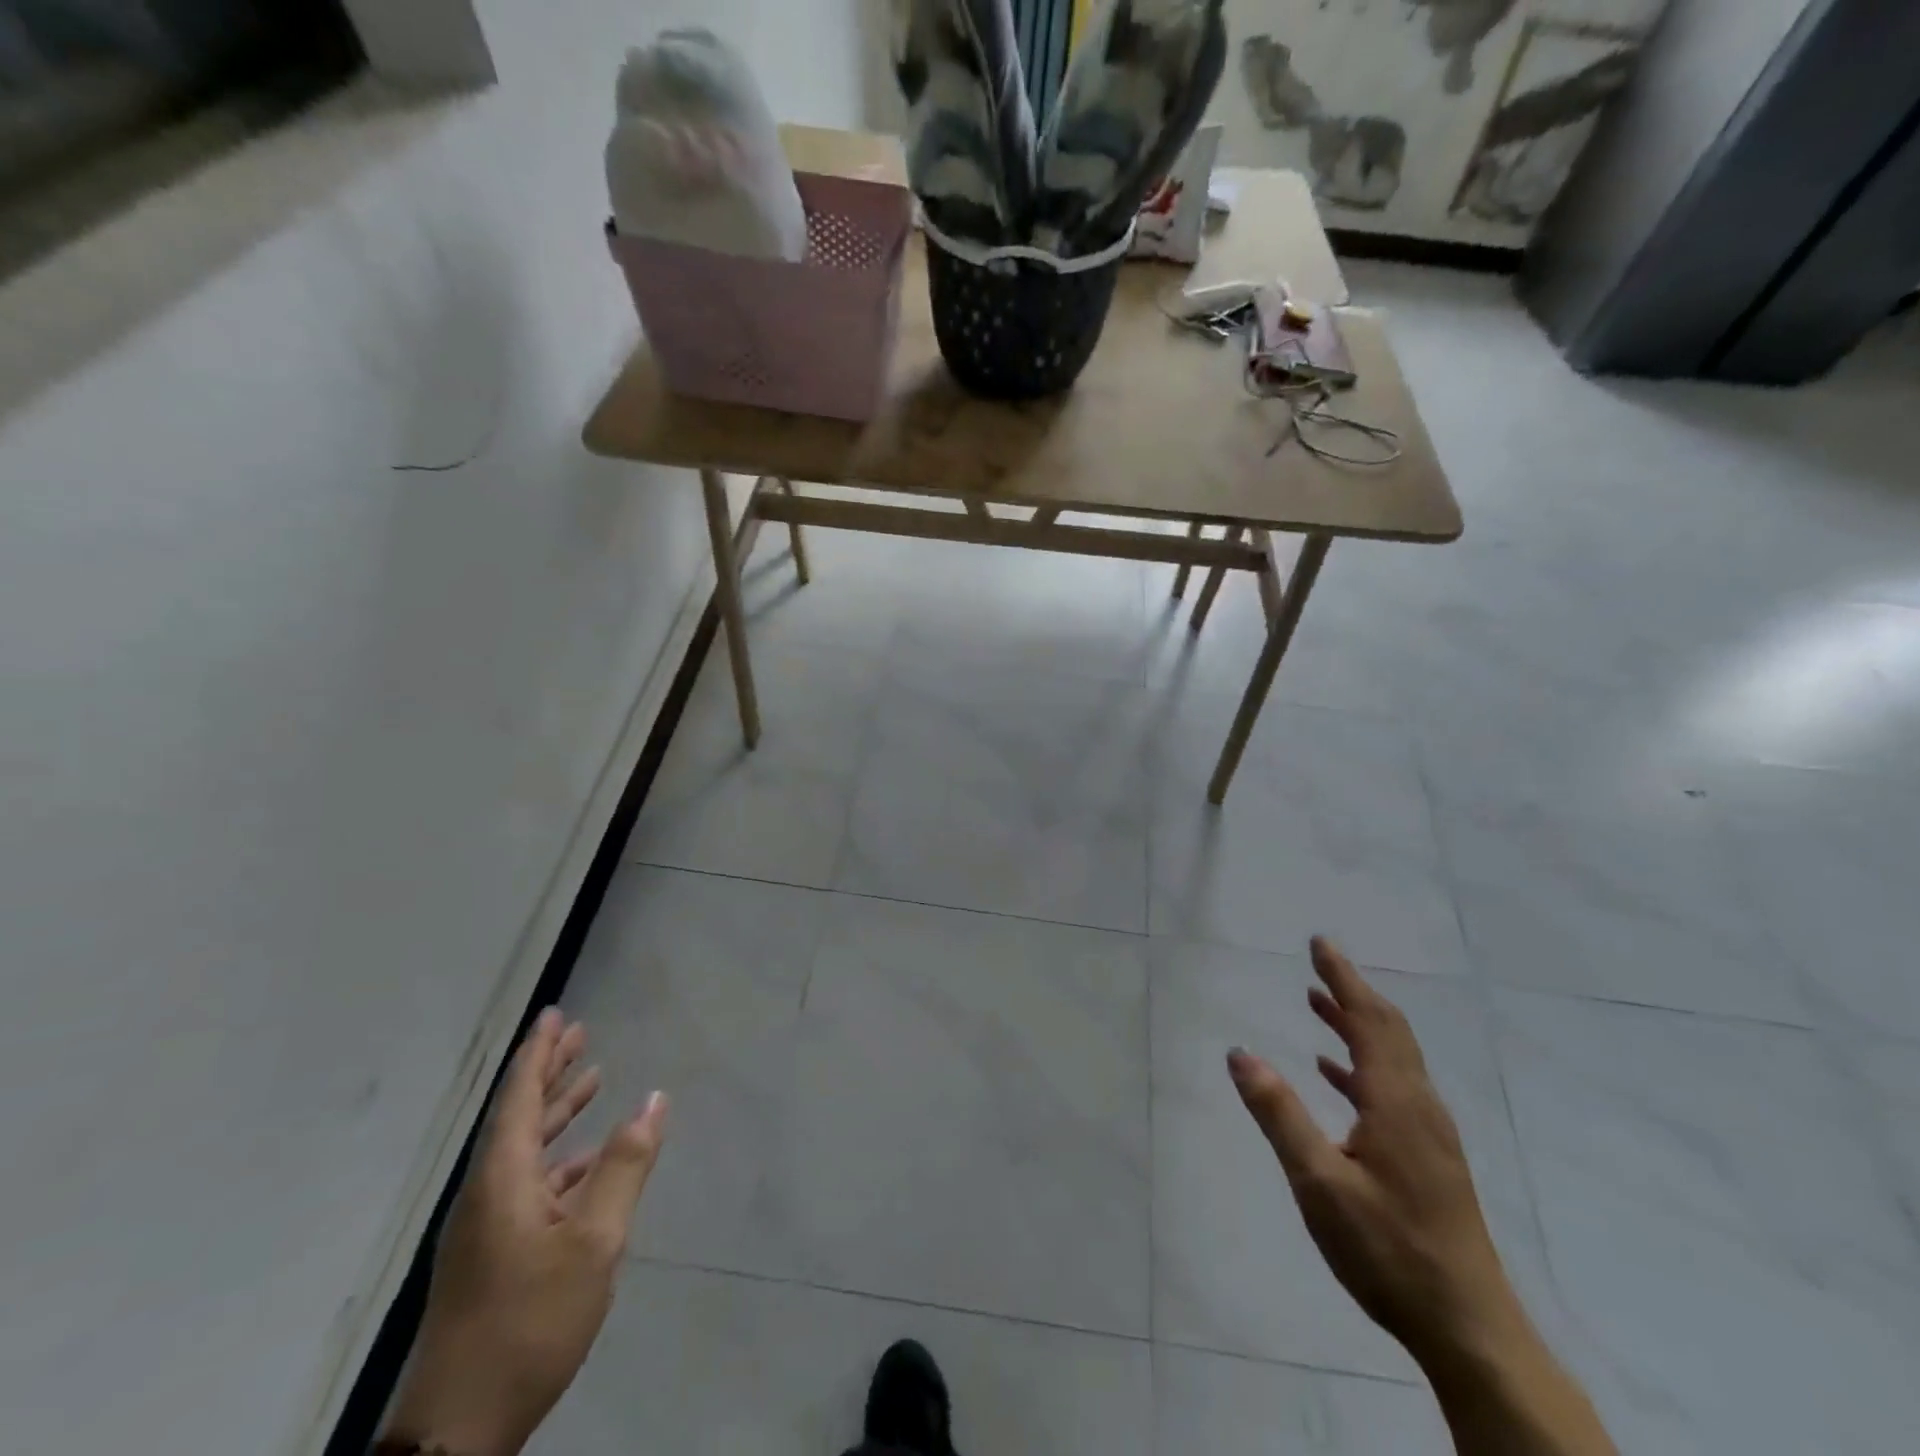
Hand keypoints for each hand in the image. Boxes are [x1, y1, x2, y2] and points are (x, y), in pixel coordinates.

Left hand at [383, 1010, 668, 1455]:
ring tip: (589, 1078)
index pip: (518, 1098)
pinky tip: (585, 1160)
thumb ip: (624, 1166)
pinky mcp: (491, 1255)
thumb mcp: (594, 1242)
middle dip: (548, 1072)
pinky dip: (558, 1157)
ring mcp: (485, 1228)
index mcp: (501, 1180)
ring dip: (554, 1111)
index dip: (538, 1053)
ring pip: (523, 1149)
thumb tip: (653, 1098)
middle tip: (577, 1032)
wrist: (457, 1432)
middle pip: (518, 1116)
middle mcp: (486, 1194)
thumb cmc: (528, 1323)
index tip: (555, 1014)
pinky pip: (527, 1182)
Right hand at [1226, 938, 1520, 1367]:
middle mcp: (1418, 1106)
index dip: (1343, 979)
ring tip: (1319, 1003)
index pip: (1369, 1020)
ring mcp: (1429, 1134)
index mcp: (1396, 1102)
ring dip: (1357, 1024)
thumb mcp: (1320, 1182)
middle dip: (1352, 991)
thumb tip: (1240, 1053)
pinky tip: (1335, 1075)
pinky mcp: (1429, 1157)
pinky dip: (1362, 1064)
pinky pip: (1393, 1087)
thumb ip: (1279, 1113)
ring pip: (1393, 1058)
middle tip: (1320, 960)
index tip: (1320, 943)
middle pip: (1389, 1031)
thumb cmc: (1389, 1250)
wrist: (1470, 1330)